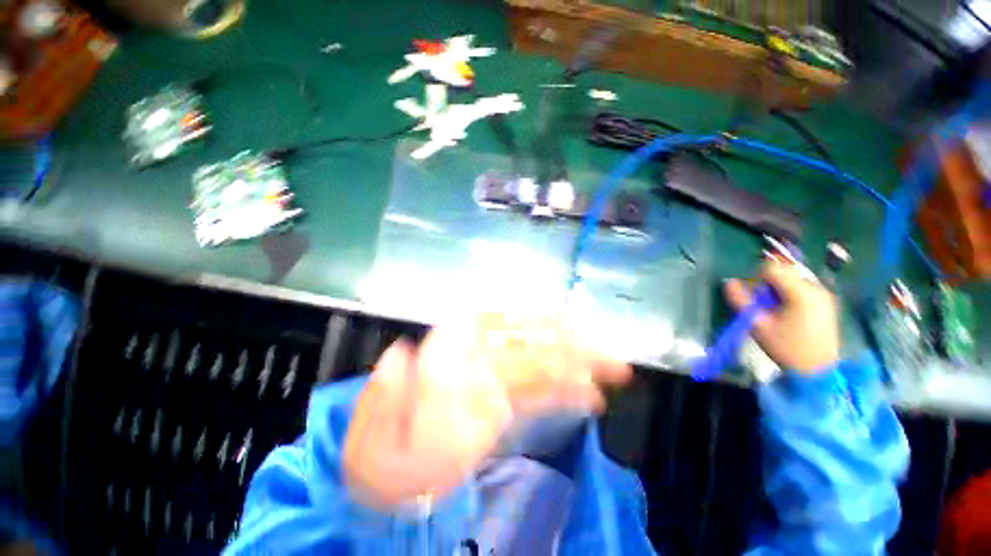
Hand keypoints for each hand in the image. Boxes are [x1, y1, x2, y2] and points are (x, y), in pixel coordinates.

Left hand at [343, 312, 630, 507]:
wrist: (383, 477)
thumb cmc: (378, 452)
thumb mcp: (371, 428)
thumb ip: (387, 392)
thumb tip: (402, 354)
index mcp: (445, 353)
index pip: (492, 324)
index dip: (530, 320)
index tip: (566, 325)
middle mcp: (473, 357)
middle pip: (526, 343)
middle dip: (567, 346)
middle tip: (608, 358)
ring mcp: (490, 379)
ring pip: (539, 363)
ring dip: (575, 366)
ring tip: (611, 374)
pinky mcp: (500, 403)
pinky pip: (537, 390)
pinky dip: (564, 391)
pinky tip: (588, 396)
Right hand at [724, 261, 839, 373]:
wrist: (818, 371)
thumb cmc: (786, 348)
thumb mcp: (758, 326)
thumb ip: (741, 301)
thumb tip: (728, 282)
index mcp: (801, 293)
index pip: (772, 268)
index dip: (756, 279)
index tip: (754, 297)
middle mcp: (816, 288)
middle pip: (783, 271)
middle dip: (768, 285)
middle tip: (764, 306)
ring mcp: (824, 294)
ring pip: (792, 279)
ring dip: (778, 289)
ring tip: (776, 311)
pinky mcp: (826, 301)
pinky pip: (801, 287)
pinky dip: (790, 294)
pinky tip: (789, 313)